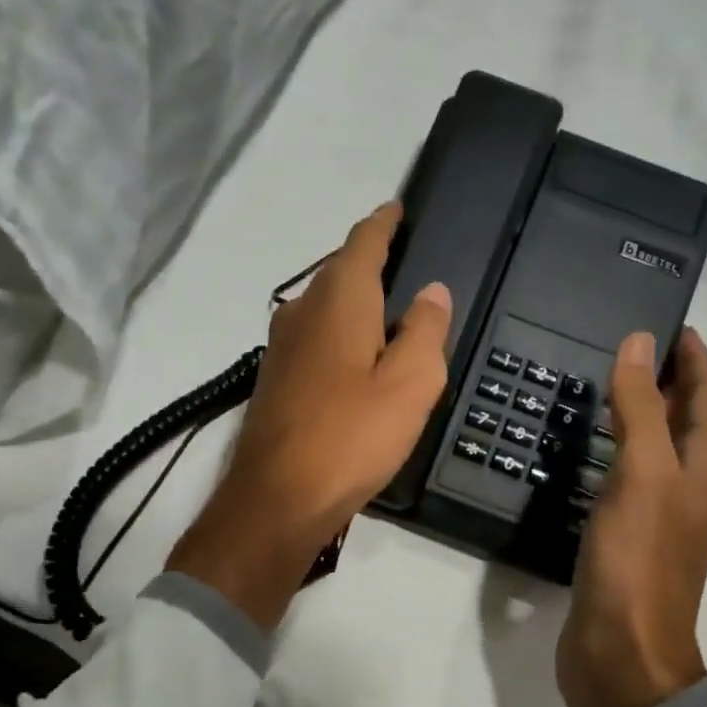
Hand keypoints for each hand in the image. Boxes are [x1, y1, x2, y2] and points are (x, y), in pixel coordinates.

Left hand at [167, 203, 451, 630]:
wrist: (278, 498)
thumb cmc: (351, 436)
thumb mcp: (411, 384)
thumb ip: (426, 331)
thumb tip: (431, 291)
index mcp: (339, 300)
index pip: (363, 241)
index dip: (385, 222)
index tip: (399, 208)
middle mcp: (302, 311)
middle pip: (340, 272)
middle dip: (370, 261)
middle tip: (407, 265)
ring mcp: (281, 346)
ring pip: (324, 306)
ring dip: (353, 301)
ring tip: (388, 312)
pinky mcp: (275, 379)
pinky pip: (314, 338)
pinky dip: (339, 334)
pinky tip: (356, 357)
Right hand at [557, 326, 706, 706]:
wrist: (622, 653)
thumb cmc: (638, 561)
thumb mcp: (642, 475)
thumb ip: (639, 409)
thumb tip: (639, 342)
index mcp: (705, 467)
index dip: (693, 357)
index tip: (670, 321)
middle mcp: (688, 486)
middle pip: (684, 419)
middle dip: (666, 379)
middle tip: (628, 344)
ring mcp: (656, 514)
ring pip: (652, 448)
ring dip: (637, 414)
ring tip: (602, 384)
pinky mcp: (625, 536)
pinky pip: (624, 477)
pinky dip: (611, 451)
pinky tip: (584, 447)